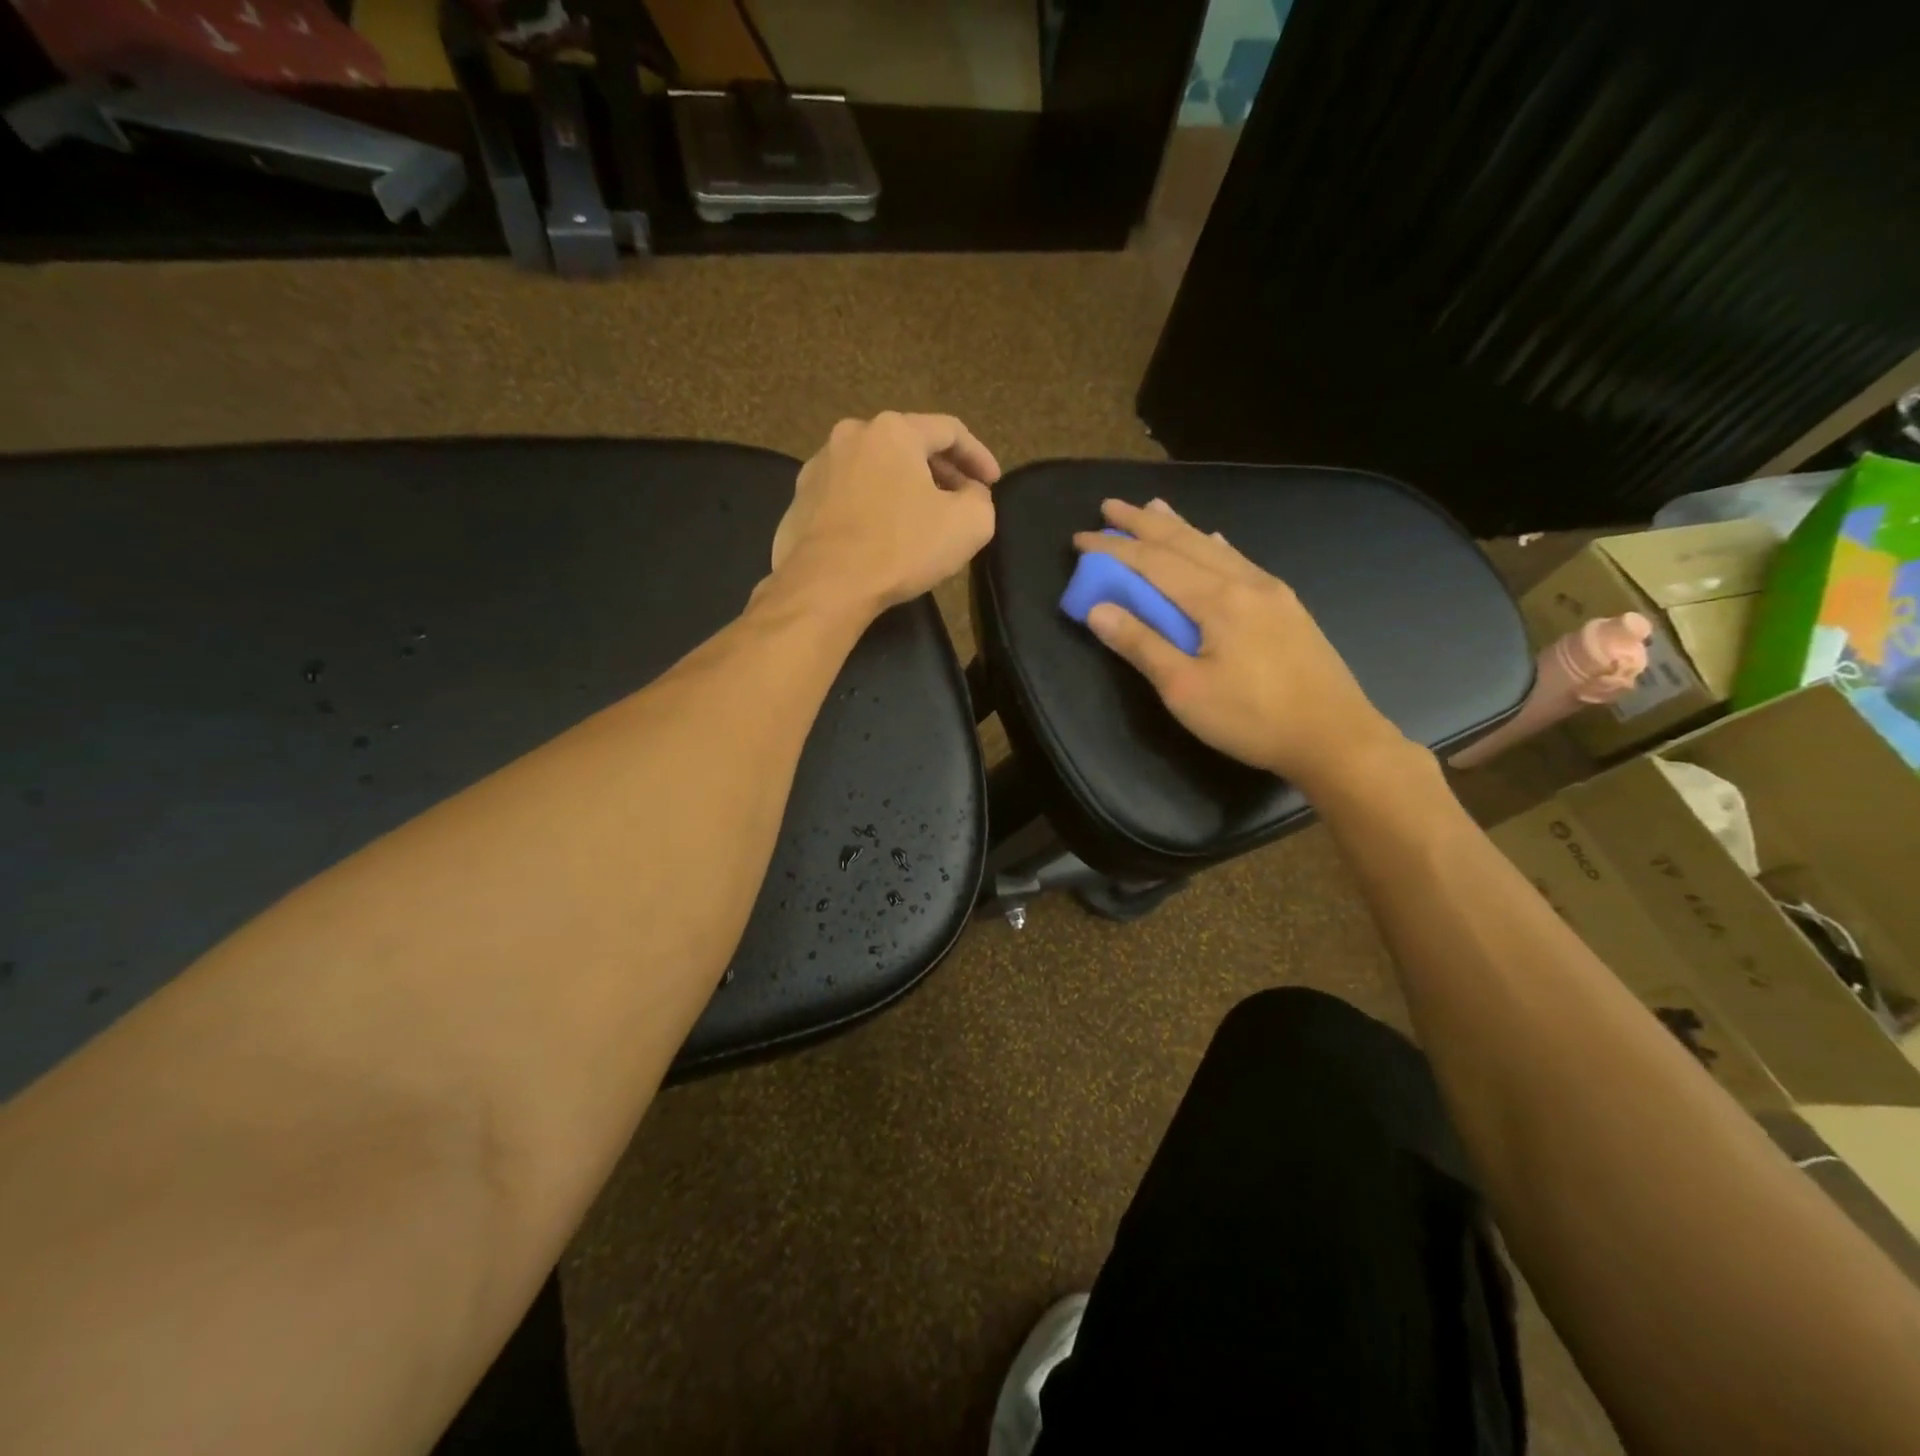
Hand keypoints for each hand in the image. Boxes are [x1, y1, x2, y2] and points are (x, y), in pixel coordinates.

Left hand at [769, 412, 1001, 611]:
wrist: (825, 586)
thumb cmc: (900, 548)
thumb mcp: (968, 525)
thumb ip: (981, 499)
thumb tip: (969, 493)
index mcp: (893, 430)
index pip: (949, 431)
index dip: (979, 456)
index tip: (992, 483)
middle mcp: (851, 436)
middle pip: (908, 445)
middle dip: (940, 471)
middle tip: (961, 499)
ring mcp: (818, 467)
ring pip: (875, 469)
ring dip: (903, 487)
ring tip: (921, 517)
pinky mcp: (799, 501)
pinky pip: (848, 495)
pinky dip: (872, 506)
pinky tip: (881, 534)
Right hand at [1074, 499, 1408, 791]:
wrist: (1336, 737)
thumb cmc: (1252, 719)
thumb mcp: (1185, 689)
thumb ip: (1141, 645)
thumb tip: (1097, 609)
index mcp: (1217, 599)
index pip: (1153, 562)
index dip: (1114, 549)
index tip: (1080, 538)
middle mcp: (1244, 582)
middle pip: (1185, 542)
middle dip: (1143, 523)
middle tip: (1109, 505)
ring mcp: (1271, 591)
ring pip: (1214, 546)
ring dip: (1179, 527)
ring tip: (1154, 507)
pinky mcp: (1286, 606)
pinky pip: (1239, 560)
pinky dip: (1214, 545)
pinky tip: (1214, 539)